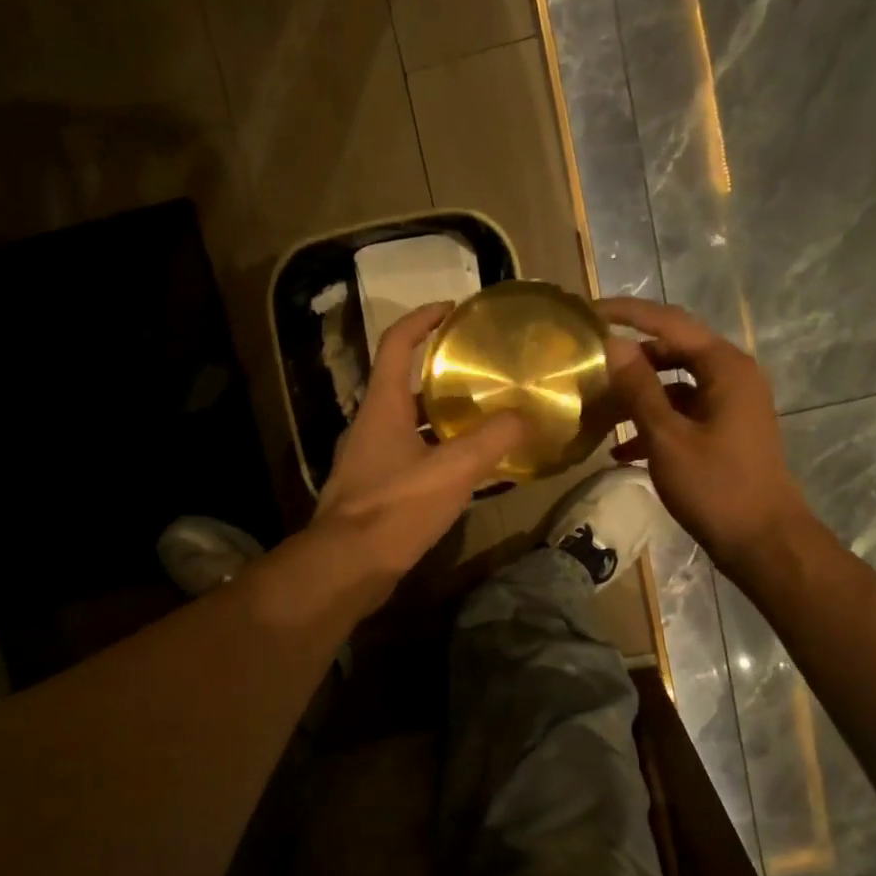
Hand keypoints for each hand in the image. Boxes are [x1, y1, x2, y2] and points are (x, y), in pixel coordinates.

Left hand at [312, 302, 523, 596]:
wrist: (348, 566)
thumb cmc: (395, 508)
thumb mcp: (453, 470)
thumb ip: (492, 440)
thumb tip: (527, 416)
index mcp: (381, 406)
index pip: (396, 344)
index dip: (422, 319)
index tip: (452, 309)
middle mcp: (370, 425)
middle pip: (405, 385)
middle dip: (442, 375)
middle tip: (483, 373)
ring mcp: (369, 460)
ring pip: (410, 425)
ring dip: (443, 418)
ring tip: (485, 419)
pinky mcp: (374, 490)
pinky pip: (410, 457)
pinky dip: (438, 453)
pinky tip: (467, 469)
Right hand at [597, 296, 808, 563]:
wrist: (763, 541)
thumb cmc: (715, 487)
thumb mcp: (668, 437)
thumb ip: (639, 388)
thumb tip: (613, 345)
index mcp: (725, 367)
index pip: (669, 322)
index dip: (627, 314)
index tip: (587, 313)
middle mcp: (732, 376)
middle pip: (673, 350)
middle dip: (630, 358)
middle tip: (588, 364)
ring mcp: (730, 405)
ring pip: (675, 385)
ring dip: (637, 396)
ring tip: (598, 411)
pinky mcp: (725, 431)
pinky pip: (683, 414)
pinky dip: (654, 423)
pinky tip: (621, 450)